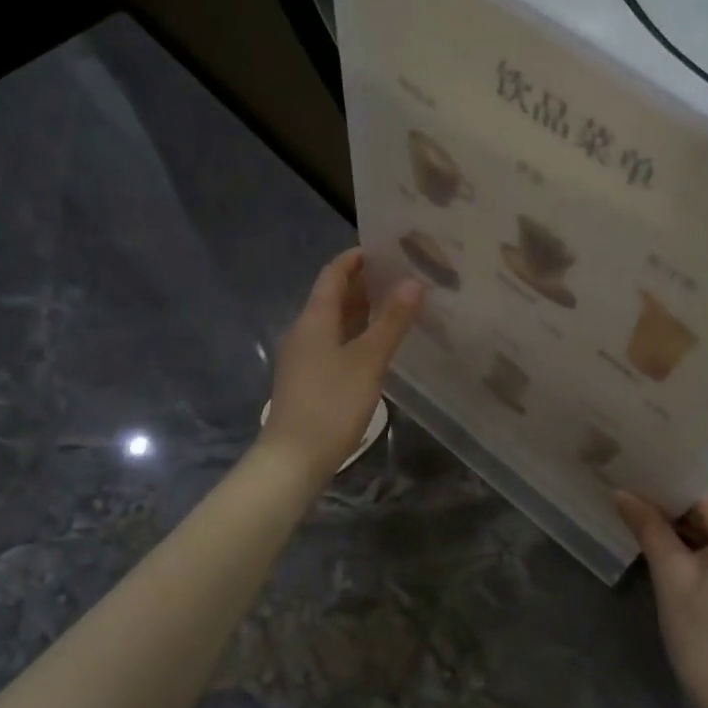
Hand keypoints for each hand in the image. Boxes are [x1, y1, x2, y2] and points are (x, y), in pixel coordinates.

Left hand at [261, 249, 422, 482]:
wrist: (293, 458)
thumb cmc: (331, 404)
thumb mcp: (368, 360)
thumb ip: (391, 321)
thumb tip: (414, 282)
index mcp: (314, 318)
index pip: (334, 273)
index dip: (357, 258)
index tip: (388, 249)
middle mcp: (304, 330)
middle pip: (333, 296)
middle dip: (365, 283)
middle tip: (403, 277)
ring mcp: (304, 356)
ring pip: (335, 322)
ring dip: (362, 311)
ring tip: (398, 306)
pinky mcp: (308, 379)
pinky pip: (334, 344)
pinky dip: (356, 335)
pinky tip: (378, 346)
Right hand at [616, 487, 707, 707]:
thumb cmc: (703, 637)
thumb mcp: (670, 577)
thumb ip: (648, 527)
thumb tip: (621, 492)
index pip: (702, 491)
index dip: (664, 484)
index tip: (629, 476)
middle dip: (672, 504)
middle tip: (628, 494)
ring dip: (685, 525)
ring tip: (640, 513)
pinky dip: (701, 544)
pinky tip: (669, 541)